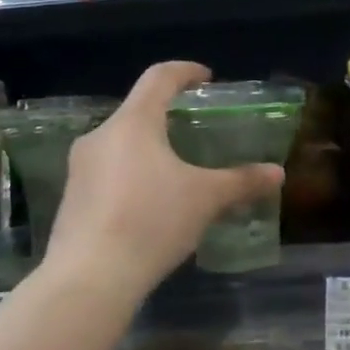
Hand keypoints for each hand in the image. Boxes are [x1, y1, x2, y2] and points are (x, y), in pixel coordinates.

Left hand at [46, 61, 283, 298]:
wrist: (90, 278)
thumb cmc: (151, 221)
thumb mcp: (205, 199)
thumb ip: (242, 181)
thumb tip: (277, 173)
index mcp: (133, 123)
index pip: (159, 78)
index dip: (185, 71)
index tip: (206, 78)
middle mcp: (100, 136)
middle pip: (138, 111)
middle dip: (168, 117)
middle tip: (197, 132)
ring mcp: (80, 168)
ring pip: (121, 144)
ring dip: (149, 149)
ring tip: (177, 172)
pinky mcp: (72, 198)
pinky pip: (107, 173)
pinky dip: (132, 176)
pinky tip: (150, 205)